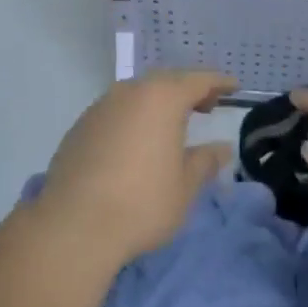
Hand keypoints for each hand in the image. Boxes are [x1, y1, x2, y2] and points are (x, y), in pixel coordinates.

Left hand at [36, 69, 236, 267]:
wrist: (74, 225)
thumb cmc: (142, 203)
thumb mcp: (184, 187)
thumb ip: (204, 161)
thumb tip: (221, 148)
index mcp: (161, 99)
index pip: (197, 80)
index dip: (218, 82)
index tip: (234, 86)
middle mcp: (129, 93)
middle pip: (165, 82)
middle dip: (188, 90)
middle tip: (207, 105)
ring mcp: (99, 108)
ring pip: (136, 95)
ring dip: (157, 103)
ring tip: (172, 124)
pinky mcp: (79, 128)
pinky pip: (115, 112)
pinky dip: (133, 118)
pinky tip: (137, 142)